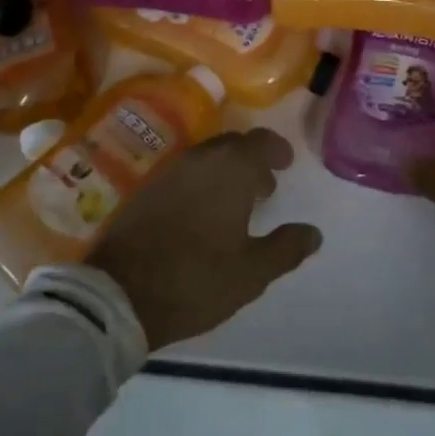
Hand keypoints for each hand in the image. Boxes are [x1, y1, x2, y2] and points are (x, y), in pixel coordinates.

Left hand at [88, 128, 322, 351]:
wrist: (121, 293)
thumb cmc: (196, 279)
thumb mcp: (251, 273)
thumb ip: (286, 248)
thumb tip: (313, 233)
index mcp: (231, 169)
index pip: (261, 142)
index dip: (277, 150)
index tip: (285, 165)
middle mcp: (201, 158)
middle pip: (233, 145)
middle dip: (251, 161)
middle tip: (263, 189)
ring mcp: (169, 170)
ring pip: (206, 157)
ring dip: (224, 171)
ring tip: (233, 204)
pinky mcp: (146, 187)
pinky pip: (183, 172)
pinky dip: (199, 182)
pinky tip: (200, 213)